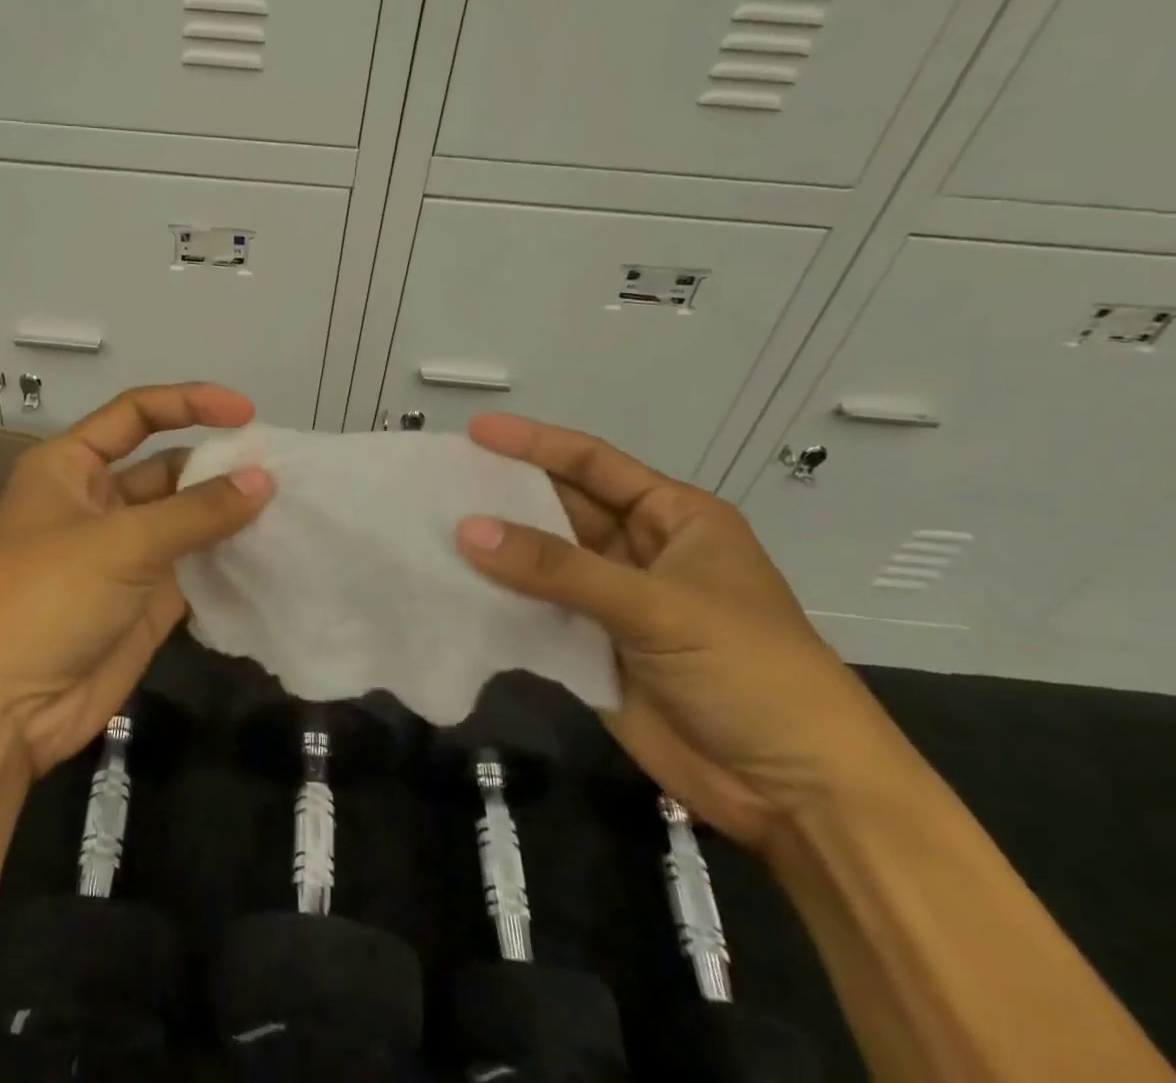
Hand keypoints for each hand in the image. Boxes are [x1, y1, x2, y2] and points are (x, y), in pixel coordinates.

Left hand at [0, 383, 272, 776]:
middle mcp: (96, 501)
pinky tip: (269, 553)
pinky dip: (226, 559)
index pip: (136, 414)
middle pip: (167, 467)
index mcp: (69, 466)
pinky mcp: (143, 599)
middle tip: (280, 471)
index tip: (246, 413)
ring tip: (288, 508)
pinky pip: (193, 566)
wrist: (0, 712)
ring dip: (227, 514)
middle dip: (218, 465)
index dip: (190, 404)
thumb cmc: (45, 598)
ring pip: (184, 519)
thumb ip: (197, 511)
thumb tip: (263, 479)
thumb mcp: (121, 542)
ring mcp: (121, 553)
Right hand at [455, 413, 900, 849]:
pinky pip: (535, 612)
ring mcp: (613, 602)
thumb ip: (558, 567)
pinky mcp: (591, 648)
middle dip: (506, 495)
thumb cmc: (748, 671)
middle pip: (560, 509)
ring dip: (496, 549)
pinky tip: (452, 586)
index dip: (535, 444)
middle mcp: (639, 551)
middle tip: (441, 479)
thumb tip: (467, 529)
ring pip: (542, 563)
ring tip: (431, 526)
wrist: (796, 796)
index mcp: (674, 518)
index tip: (476, 431)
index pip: (594, 464)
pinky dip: (498, 601)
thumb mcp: (657, 606)